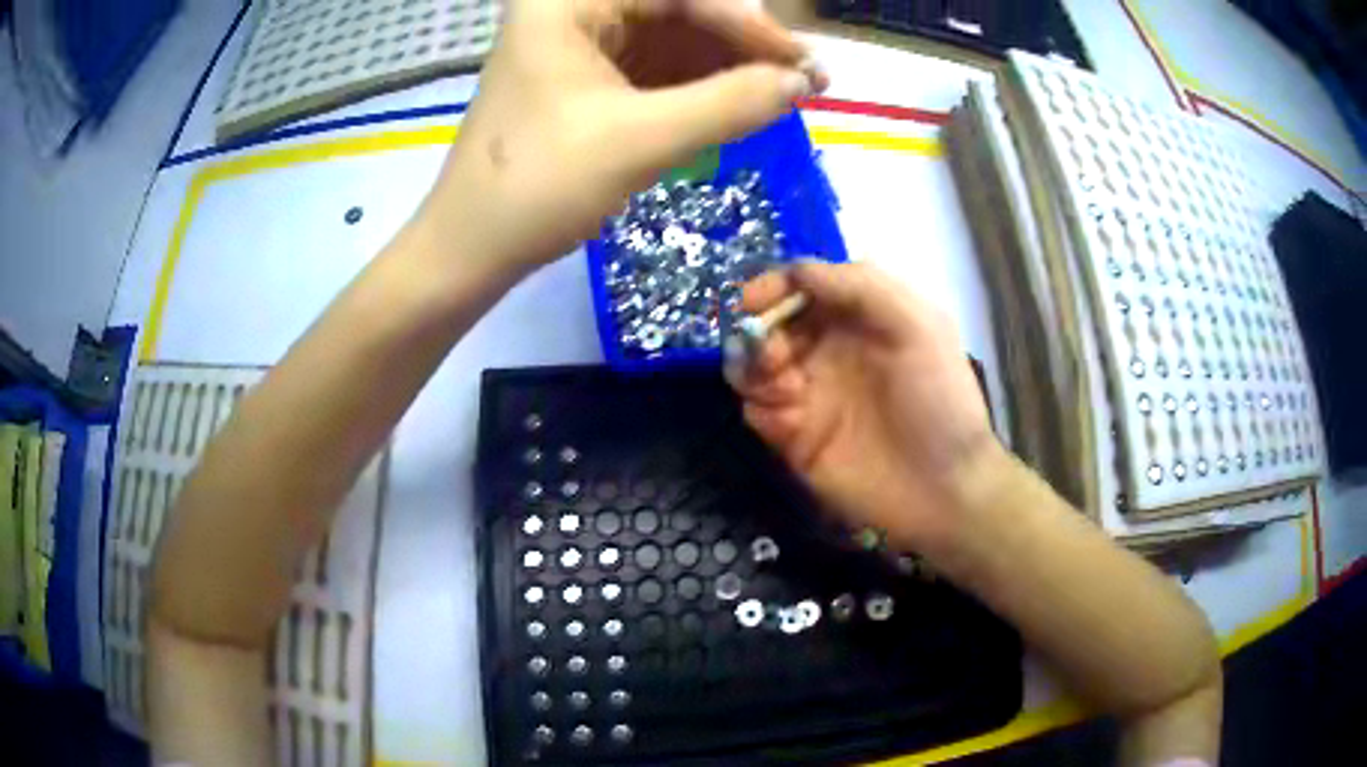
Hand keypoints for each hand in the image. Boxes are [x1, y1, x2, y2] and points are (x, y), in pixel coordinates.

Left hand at [420, 0, 825, 271]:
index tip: (804, 66)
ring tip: (779, 97)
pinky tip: (736, 105)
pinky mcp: (583, 80)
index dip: (748, 26)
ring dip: (725, 67)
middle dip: (740, 46)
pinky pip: (654, 69)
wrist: (471, 249)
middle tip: (800, 82)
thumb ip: (729, 104)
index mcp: (568, 2)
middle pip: (676, 11)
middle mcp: (572, 10)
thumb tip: (803, 84)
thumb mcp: (640, 139)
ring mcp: (577, 45)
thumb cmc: (537, 187)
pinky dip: (697, 87)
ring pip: (671, 40)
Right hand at [730, 261, 1004, 550]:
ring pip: (753, 366)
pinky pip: (756, 411)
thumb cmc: (938, 400)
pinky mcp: (795, 437)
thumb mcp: (917, 326)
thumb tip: (796, 272)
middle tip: (776, 358)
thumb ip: (860, 286)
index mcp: (859, 318)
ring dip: (755, 370)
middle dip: (760, 333)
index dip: (774, 286)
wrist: (942, 488)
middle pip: (769, 324)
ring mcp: (810, 394)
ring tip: (787, 392)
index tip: (752, 302)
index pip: (803, 287)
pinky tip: (789, 423)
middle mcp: (829, 350)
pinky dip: (761, 408)